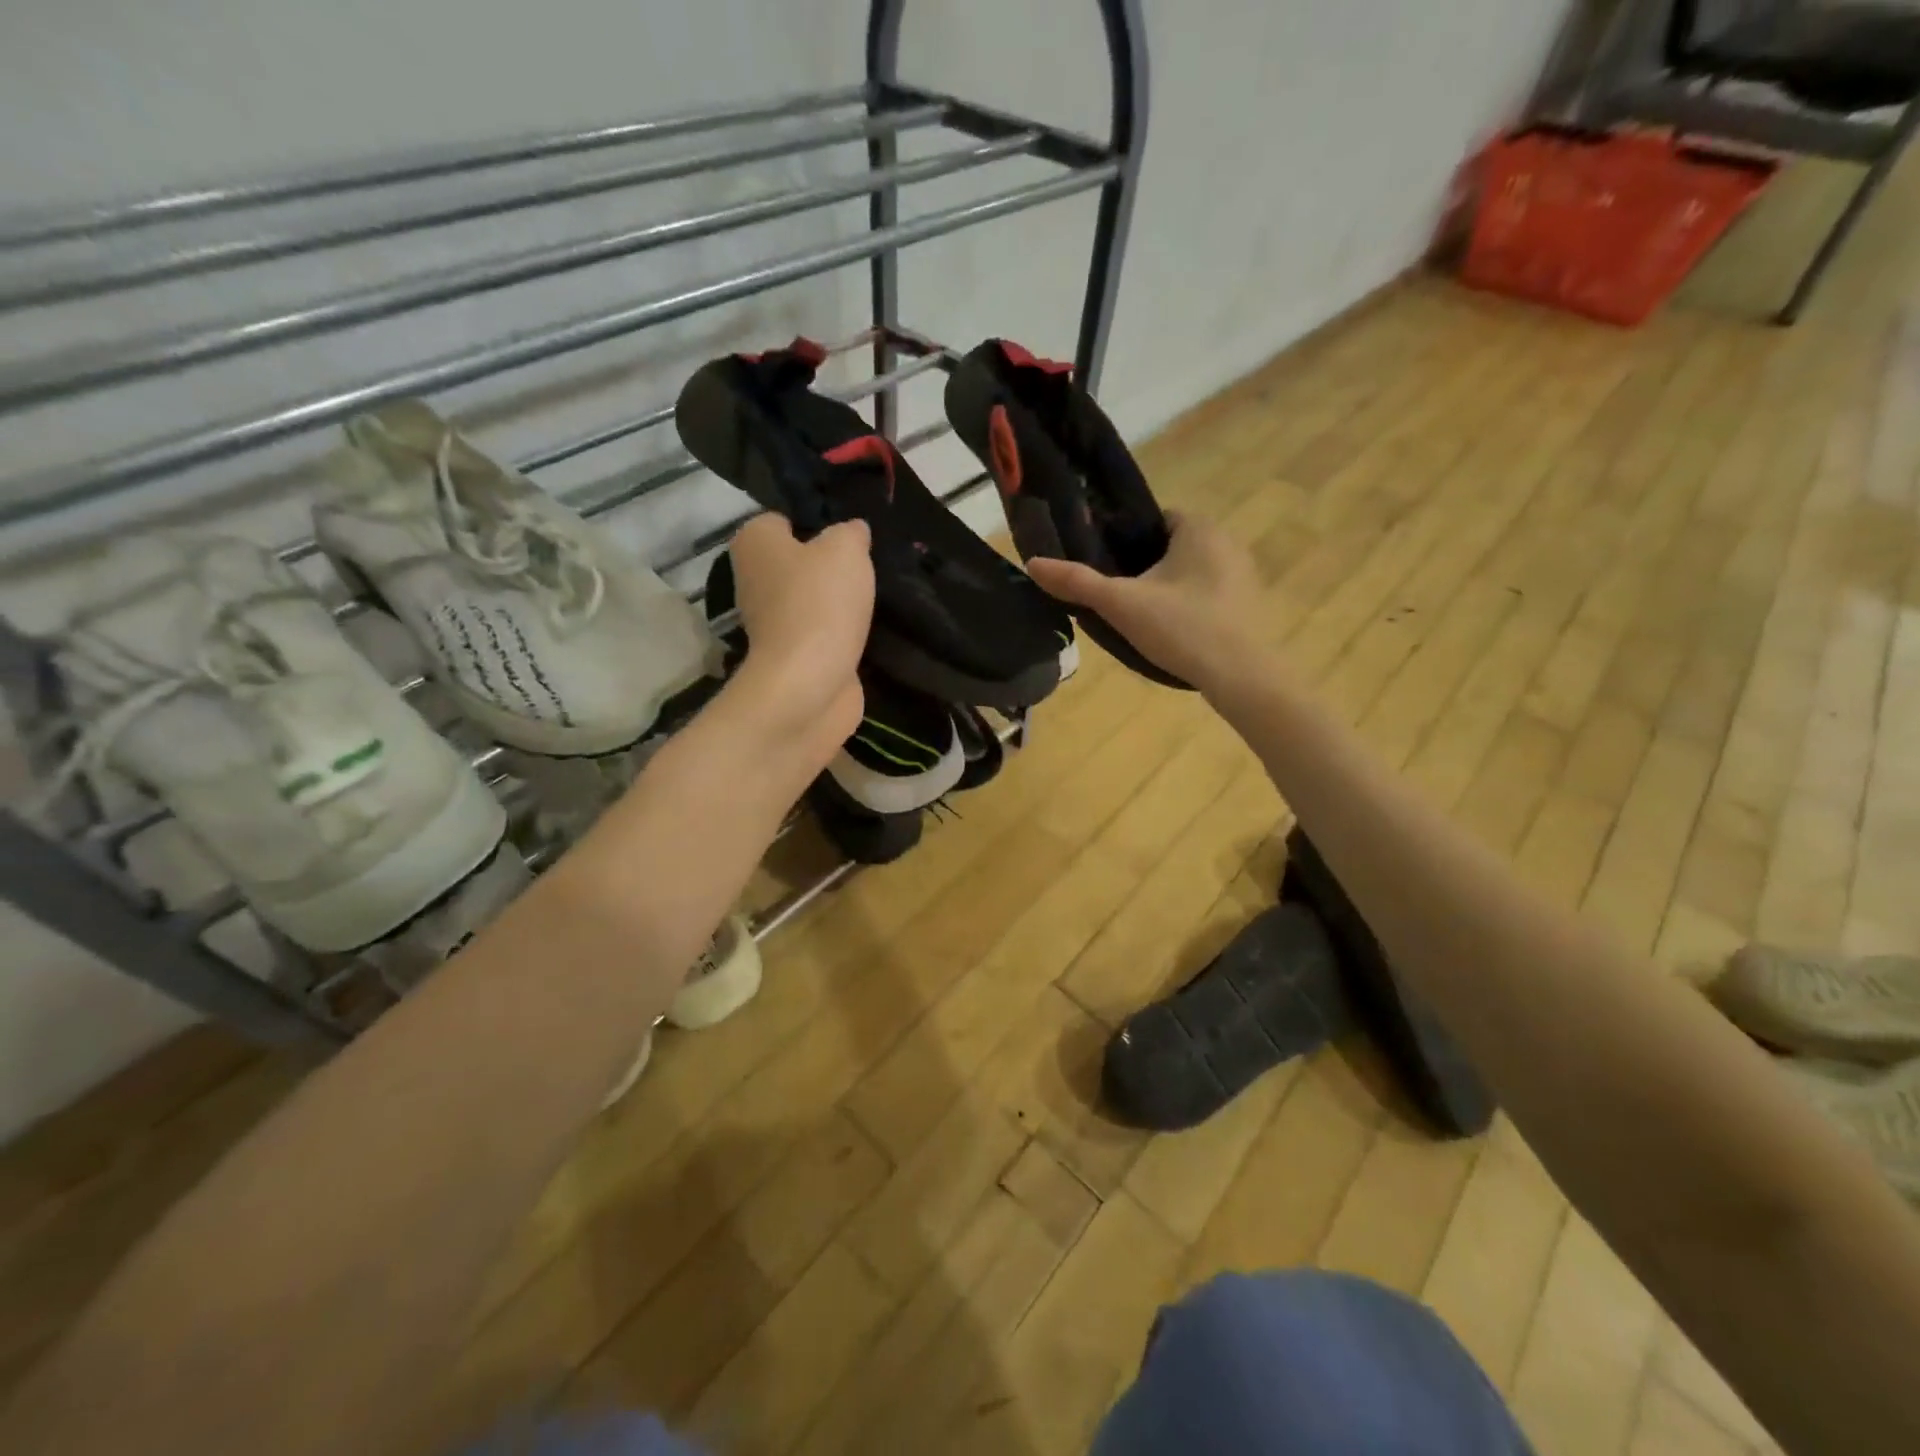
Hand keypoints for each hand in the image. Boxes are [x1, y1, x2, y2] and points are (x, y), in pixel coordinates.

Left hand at [727, 512, 873, 762]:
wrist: (808, 683)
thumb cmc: (819, 602)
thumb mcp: (845, 549)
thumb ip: (850, 533)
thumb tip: (853, 531)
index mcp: (755, 543)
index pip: (782, 520)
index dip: (815, 524)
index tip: (846, 537)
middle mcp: (753, 579)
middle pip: (795, 562)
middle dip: (826, 566)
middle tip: (864, 568)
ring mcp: (769, 623)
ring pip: (808, 600)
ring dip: (835, 603)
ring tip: (871, 600)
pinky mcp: (790, 656)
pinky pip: (819, 633)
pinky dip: (838, 634)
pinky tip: (865, 631)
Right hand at [1027, 512, 1262, 695]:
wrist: (1241, 676)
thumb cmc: (1181, 628)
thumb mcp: (1121, 604)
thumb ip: (1077, 582)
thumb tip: (1032, 563)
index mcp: (1199, 529)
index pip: (1154, 519)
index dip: (1127, 540)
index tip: (1107, 567)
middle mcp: (1227, 542)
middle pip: (1171, 547)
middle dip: (1145, 567)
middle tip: (1118, 597)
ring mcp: (1243, 575)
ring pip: (1190, 574)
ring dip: (1168, 589)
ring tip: (1141, 619)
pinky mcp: (1249, 606)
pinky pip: (1208, 597)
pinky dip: (1189, 609)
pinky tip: (1173, 634)